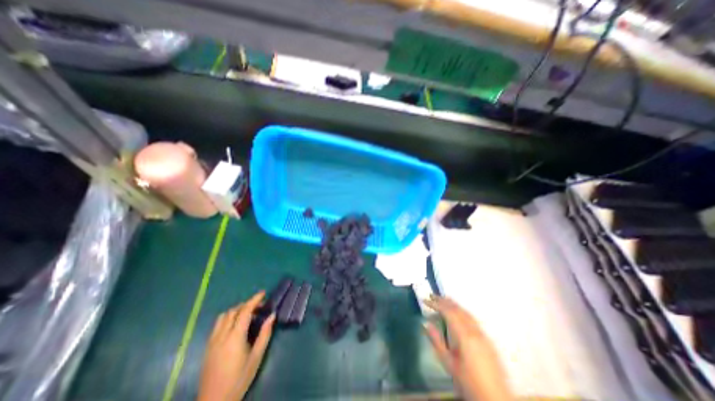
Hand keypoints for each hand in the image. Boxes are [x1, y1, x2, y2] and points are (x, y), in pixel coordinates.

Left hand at [198, 291, 275, 400]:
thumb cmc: (239, 379)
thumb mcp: (257, 357)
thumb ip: (265, 334)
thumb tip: (272, 315)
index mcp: (235, 337)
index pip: (245, 311)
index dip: (254, 299)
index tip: (263, 293)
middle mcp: (222, 335)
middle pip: (233, 311)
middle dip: (247, 304)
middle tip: (259, 306)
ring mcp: (212, 341)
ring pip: (223, 316)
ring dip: (236, 310)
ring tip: (247, 313)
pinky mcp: (207, 347)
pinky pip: (218, 325)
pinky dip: (228, 318)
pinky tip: (235, 325)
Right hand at [420, 294, 517, 400]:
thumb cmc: (468, 383)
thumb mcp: (448, 363)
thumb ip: (437, 341)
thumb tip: (425, 323)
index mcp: (465, 336)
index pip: (448, 312)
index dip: (436, 304)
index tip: (425, 299)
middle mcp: (475, 331)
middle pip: (458, 309)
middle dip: (444, 301)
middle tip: (432, 295)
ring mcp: (483, 335)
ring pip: (466, 313)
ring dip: (454, 304)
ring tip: (443, 300)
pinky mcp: (487, 340)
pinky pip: (472, 319)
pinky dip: (462, 311)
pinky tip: (458, 313)